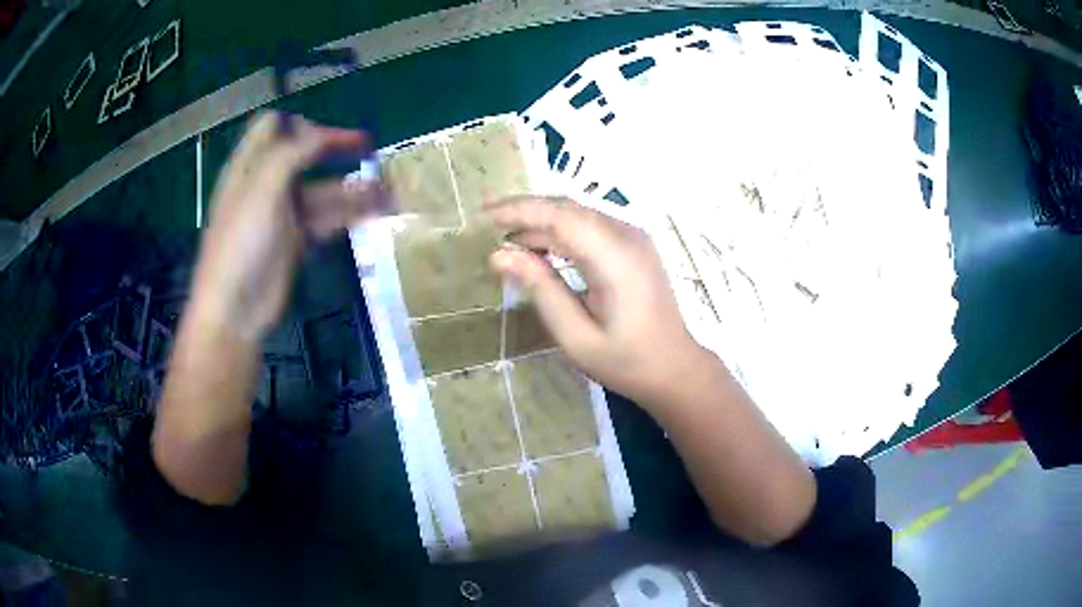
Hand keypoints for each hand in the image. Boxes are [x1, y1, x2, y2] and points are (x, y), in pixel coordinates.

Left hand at [192, 111, 379, 341]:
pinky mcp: (297, 240)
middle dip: (335, 148)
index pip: (272, 128)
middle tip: (368, 148)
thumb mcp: (261, 190)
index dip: (298, 124)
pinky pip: (328, 218)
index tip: (324, 135)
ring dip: (352, 187)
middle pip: (303, 154)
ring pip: (322, 189)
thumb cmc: (241, 244)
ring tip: (388, 189)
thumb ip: (291, 154)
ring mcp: (283, 213)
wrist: (235, 310)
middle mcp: (266, 184)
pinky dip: (351, 213)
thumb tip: (322, 133)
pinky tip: (377, 211)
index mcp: (250, 166)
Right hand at [487, 197, 710, 407]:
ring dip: (542, 221)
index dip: (520, 211)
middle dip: (526, 210)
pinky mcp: (633, 246)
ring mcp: (634, 238)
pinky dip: (561, 231)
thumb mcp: (576, 335)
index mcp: (614, 258)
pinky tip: (540, 248)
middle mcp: (627, 236)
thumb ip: (541, 289)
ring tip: (507, 238)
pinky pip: (591, 226)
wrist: (674, 368)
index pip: (560, 217)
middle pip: (569, 208)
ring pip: (579, 214)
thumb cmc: (626, 361)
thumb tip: (500, 255)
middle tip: (489, 222)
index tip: (485, 216)